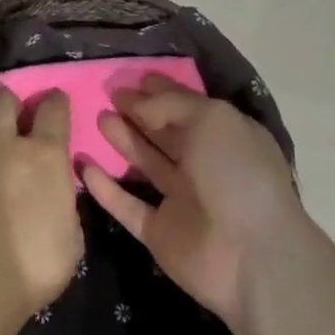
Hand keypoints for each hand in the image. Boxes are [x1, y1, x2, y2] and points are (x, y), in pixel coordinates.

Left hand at [0, 89, 83, 329]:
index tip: (55, 103)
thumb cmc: (31, 269)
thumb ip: (62, 203)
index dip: (55, 102)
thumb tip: (54, 192)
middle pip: (2, 100)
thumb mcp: (70, 238)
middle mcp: (0, 145)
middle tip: (12, 121)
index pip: (53, 109)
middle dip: (9, 104)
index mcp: (42, 156)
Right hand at [83, 73, 308, 330]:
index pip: (189, 107)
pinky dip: (106, 187)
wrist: (251, 256)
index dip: (163, 91)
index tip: (135, 78)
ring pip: (146, 164)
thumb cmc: (236, 174)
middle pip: (165, 133)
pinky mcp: (160, 232)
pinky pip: (128, 205)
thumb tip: (139, 103)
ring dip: (123, 141)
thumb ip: (171, 105)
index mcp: (225, 137)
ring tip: (98, 117)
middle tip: (109, 93)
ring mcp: (181, 200)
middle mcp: (204, 166)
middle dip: (139, 112)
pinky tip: (83, 165)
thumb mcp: (211, 119)